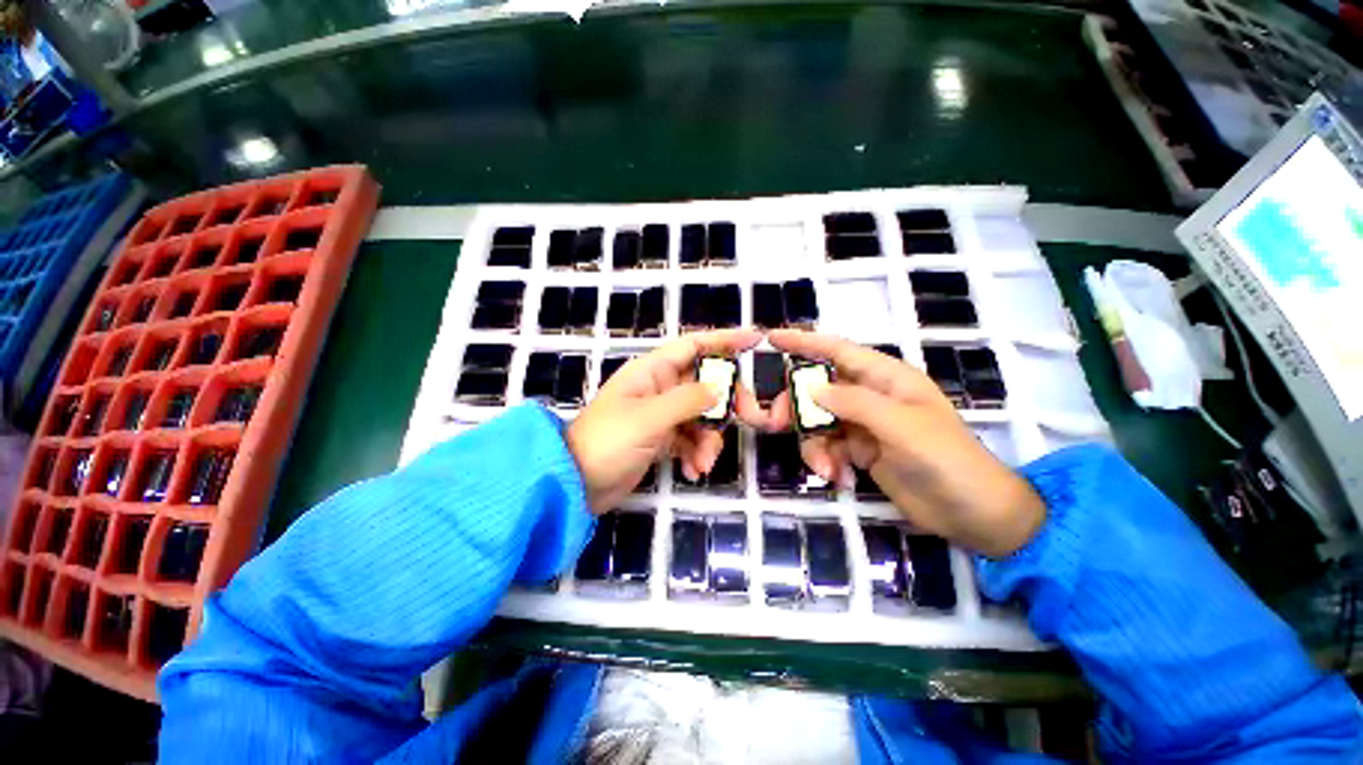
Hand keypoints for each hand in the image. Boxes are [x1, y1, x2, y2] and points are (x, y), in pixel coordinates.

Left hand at [567, 329, 766, 512]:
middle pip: (706, 383)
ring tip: (703, 462)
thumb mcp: (648, 419)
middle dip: (726, 402)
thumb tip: (719, 389)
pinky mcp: (662, 439)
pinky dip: (697, 453)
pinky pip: (691, 439)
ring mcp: (662, 414)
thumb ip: (687, 400)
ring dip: (709, 439)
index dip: (724, 340)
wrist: (576, 484)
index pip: (693, 346)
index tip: (755, 341)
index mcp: (652, 371)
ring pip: (702, 415)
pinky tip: (692, 471)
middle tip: (748, 417)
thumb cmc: (607, 442)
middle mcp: (660, 388)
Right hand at [767, 329, 1044, 557]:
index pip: (838, 351)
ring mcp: (862, 424)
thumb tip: (812, 390)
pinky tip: (838, 478)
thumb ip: (856, 404)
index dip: (804, 341)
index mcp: (886, 378)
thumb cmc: (947, 460)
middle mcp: (870, 396)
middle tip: (777, 423)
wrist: (972, 513)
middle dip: (797, 406)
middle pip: (817, 389)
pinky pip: (826, 446)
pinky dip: (825, 461)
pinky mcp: (859, 450)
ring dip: (814, 444)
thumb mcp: (903, 427)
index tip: (772, 338)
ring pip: (817, 421)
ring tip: (826, 469)